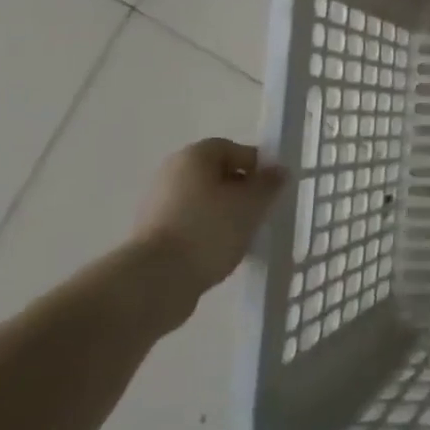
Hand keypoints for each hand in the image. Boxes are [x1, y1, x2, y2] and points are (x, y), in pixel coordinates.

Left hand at [130, 139, 286, 302]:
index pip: (233, 149)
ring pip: (204, 201)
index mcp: (194, 156)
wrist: (156, 280)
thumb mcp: (252, 203)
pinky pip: (190, 224)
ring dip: (225, 213)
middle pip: (217, 174)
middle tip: (260, 211)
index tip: (272, 189)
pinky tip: (221, 251)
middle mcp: (171, 172)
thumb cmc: (209, 230)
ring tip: (243, 235)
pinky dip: (207, 232)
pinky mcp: (152, 234)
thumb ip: (269, 183)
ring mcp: (157, 204)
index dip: (257, 166)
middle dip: (241, 191)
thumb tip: (277, 171)